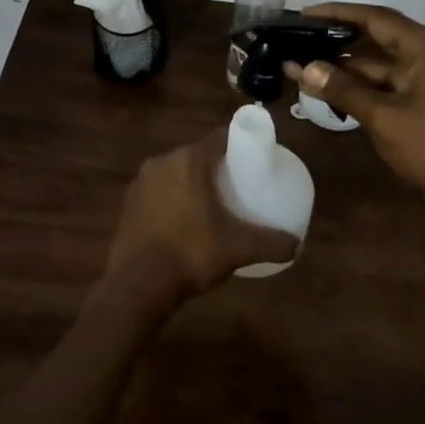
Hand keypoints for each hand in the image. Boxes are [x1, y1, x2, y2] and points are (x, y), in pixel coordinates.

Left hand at [106, 129, 300, 298]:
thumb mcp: (238, 248)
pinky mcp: (128, 203)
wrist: (137, 285)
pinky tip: (182, 222)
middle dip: (216, 166)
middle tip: (236, 185)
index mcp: (188, 161)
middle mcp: (161, 162)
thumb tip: (296, 244)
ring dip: (191, 182)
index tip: (253, 160)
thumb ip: (271, 243)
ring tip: (211, 205)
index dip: (239, 145)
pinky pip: (157, 191)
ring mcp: (140, 182)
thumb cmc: (190, 253)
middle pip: (196, 154)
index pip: (219, 138)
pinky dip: (171, 199)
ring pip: (174, 173)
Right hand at [287, 2, 424, 204]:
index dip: (337, 13)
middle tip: (298, 38)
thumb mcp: (384, 117)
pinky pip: (386, 84)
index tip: (304, 13)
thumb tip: (304, 68)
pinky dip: (360, 87)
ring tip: (302, 67)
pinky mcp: (424, 100)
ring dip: (344, 68)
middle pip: (375, 37)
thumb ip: (343, 89)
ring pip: (378, 64)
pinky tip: (328, 91)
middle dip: (336, 41)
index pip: (375, 17)